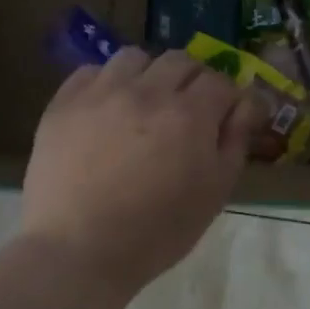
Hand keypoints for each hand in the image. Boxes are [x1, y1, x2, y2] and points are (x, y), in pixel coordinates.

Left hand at [22, 49, 259, 293]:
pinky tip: (107, 111)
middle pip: (180, 61)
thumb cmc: (157, 232)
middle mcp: (147, 91)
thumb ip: (235, 141)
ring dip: (149, 75)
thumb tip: (246, 104)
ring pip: (134, 57)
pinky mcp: (64, 103)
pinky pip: (92, 71)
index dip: (227, 98)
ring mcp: (101, 93)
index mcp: (189, 114)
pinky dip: (107, 83)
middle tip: (187, 112)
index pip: (220, 81)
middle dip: (192, 81)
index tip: (225, 117)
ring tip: (144, 105)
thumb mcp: (214, 193)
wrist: (79, 251)